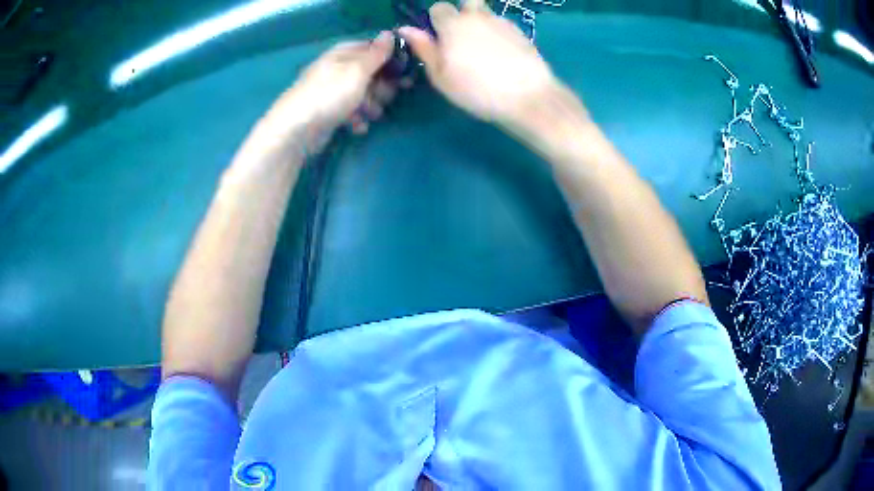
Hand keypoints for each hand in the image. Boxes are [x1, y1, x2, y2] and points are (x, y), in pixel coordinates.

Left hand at [255, 31, 401, 155]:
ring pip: (362, 94)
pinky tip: (357, 127)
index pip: (372, 49)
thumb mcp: (358, 70)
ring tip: (370, 114)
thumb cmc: (330, 94)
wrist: (296, 130)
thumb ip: (376, 54)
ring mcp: (331, 91)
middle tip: (383, 96)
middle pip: (369, 73)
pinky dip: (356, 118)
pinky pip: (350, 111)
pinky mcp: (328, 112)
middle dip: (380, 86)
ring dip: (371, 105)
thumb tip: (388, 33)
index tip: (403, 73)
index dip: (389, 60)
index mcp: (342, 54)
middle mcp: (337, 69)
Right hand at [399, 0, 559, 128]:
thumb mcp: (441, 76)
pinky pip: (502, 25)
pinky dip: (497, 33)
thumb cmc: (477, 90)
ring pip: (486, 13)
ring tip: (484, 50)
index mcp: (453, 24)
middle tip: (462, 38)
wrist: (527, 96)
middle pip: (466, 2)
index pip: (438, 7)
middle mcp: (477, 16)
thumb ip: (424, 49)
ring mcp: (501, 22)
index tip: (439, 39)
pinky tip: (502, 55)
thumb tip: (406, 29)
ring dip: (480, 23)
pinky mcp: (520, 32)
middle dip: (461, 14)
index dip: (436, 21)